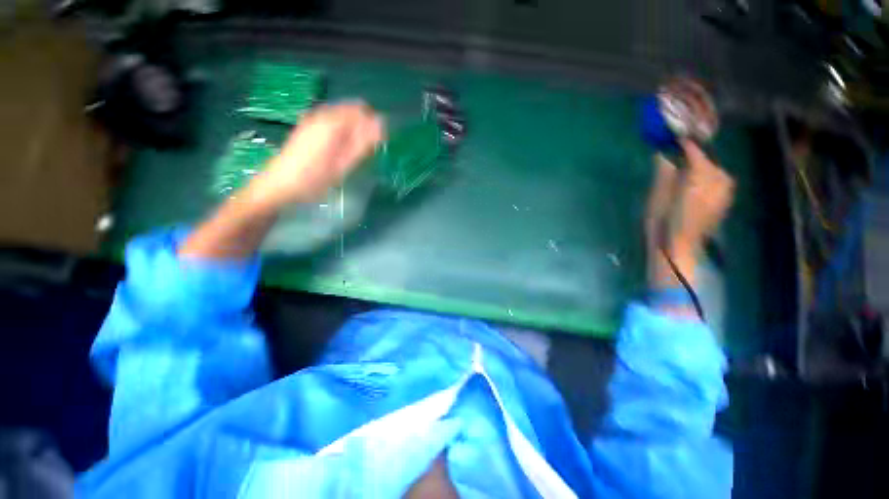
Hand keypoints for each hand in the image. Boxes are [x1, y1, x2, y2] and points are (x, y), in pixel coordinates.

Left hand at [249, 101, 384, 206]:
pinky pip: (333, 121)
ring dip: (354, 129)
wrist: (280, 184)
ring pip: (343, 115)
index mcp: (332, 122)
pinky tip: (340, 149)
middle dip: (364, 126)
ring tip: (354, 152)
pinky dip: (343, 131)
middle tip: (367, 150)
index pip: (362, 110)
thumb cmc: (314, 179)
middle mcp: (322, 114)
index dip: (374, 125)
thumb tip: (381, 125)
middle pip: (352, 110)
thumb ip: (363, 143)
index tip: (379, 143)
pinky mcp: (308, 125)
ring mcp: (313, 118)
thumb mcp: (343, 164)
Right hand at [645, 141, 733, 289]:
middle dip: (695, 156)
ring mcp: (724, 193)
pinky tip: (698, 182)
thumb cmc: (661, 224)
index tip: (676, 138)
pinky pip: (720, 183)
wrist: (677, 248)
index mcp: (698, 180)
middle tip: (679, 153)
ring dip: (703, 167)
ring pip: (716, 172)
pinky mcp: (724, 203)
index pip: (695, 155)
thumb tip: (662, 155)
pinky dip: (710, 178)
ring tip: (688, 167)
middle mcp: (717, 183)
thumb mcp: (656, 197)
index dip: (686, 145)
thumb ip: (663, 174)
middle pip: (708, 162)